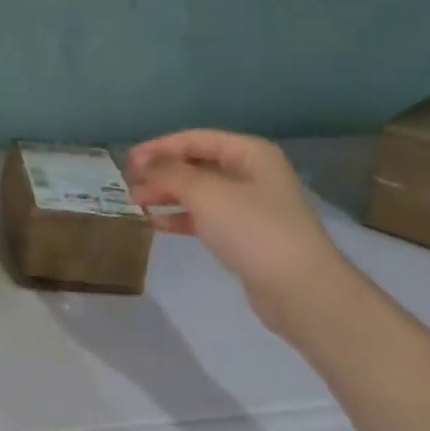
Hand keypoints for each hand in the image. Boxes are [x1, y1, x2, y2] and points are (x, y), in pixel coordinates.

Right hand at [126, 130, 346, 329]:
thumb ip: (170, 173)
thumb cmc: (254, 230)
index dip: (160, 147)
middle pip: (197, 164)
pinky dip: (181, 217)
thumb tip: (143, 161)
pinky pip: (206, 217)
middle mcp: (252, 174)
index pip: (196, 139)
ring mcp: (251, 206)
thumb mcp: (206, 194)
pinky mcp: (246, 236)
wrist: (301, 291)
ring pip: (199, 192)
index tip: (128, 161)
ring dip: (167, 195)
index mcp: (250, 153)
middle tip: (129, 184)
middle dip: (162, 173)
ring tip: (136, 203)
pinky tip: (156, 224)